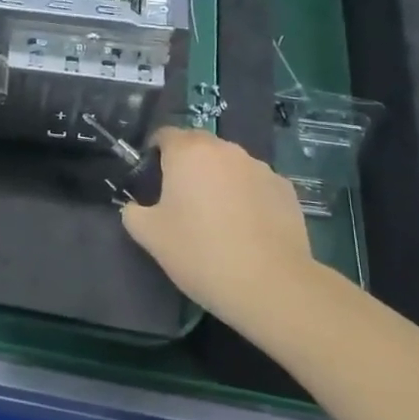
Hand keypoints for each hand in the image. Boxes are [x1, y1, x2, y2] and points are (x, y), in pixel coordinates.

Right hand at [120, 128, 316, 326]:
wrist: (270, 285)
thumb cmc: (200, 253)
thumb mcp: (149, 236)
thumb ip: (133, 212)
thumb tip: (135, 207)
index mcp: (188, 152)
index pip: (165, 134)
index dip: (154, 153)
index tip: (152, 180)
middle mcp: (225, 149)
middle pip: (199, 146)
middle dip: (188, 165)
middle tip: (182, 202)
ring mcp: (260, 167)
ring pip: (230, 165)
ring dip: (219, 180)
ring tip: (218, 218)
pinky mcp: (285, 189)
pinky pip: (256, 184)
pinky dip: (247, 197)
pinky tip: (247, 229)